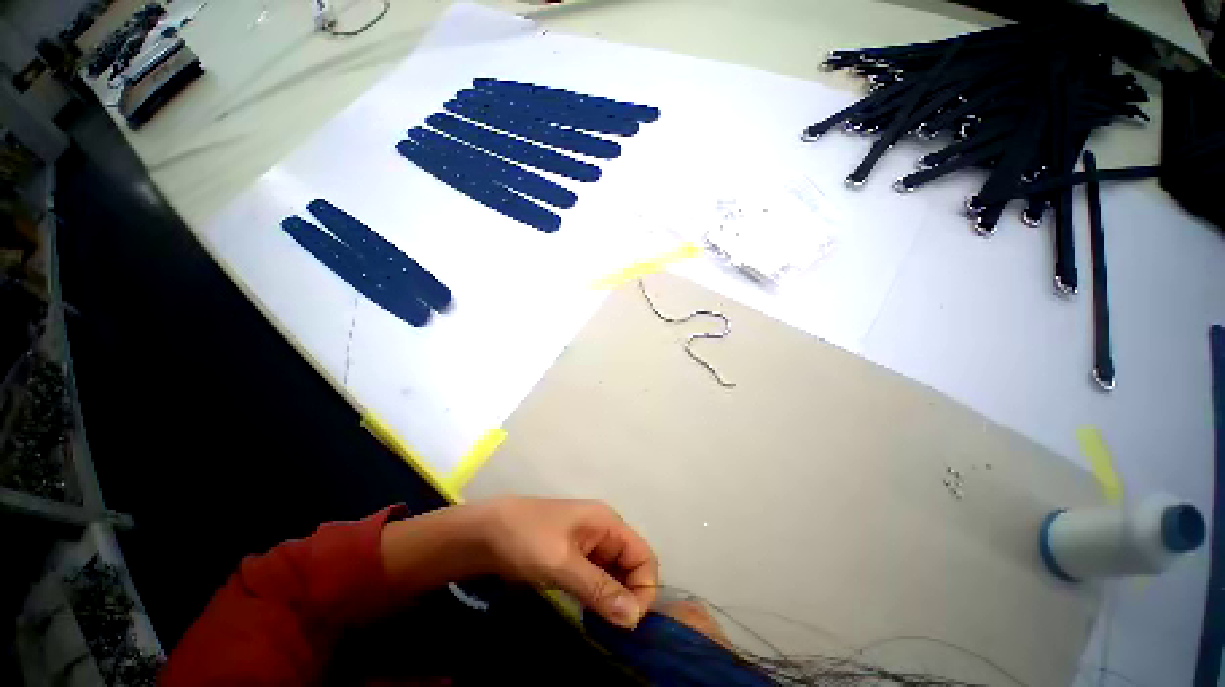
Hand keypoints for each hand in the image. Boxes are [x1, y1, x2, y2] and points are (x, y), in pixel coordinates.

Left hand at [476, 497, 658, 628]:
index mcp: (608, 523)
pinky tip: (590, 616)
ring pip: (615, 575)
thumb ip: (600, 588)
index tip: (630, 622)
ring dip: (614, 601)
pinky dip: (599, 598)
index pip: (644, 556)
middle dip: (629, 597)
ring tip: (603, 629)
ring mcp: (589, 544)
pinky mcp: (574, 557)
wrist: (486, 531)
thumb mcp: (563, 563)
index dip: (644, 588)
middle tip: (615, 631)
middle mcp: (604, 531)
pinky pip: (597, 579)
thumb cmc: (528, 539)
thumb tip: (635, 617)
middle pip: (632, 566)